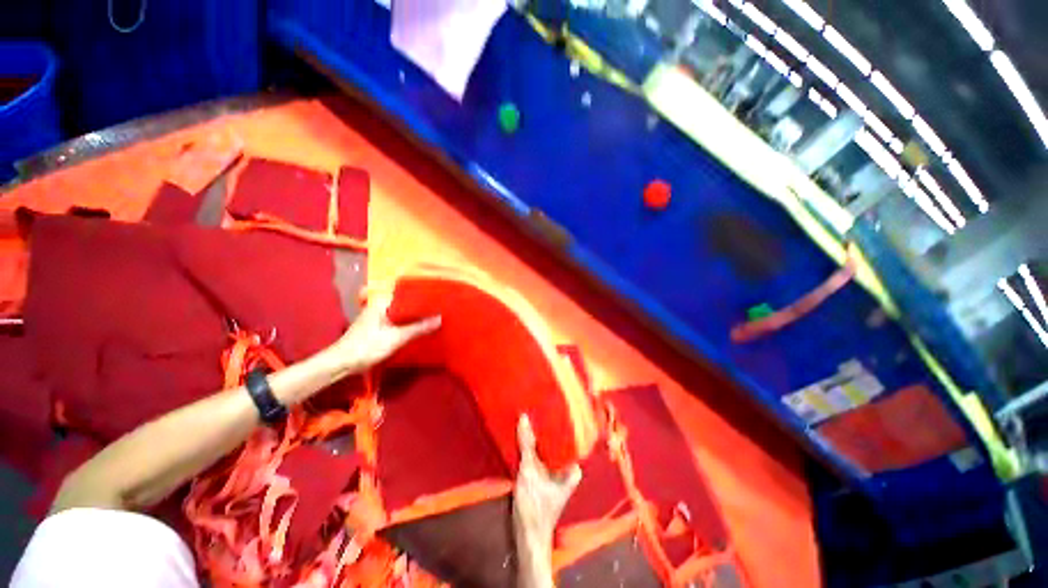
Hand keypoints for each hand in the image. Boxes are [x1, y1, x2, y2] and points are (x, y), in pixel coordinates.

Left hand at [324, 294, 440, 374]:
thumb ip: (418, 328)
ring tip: (432, 314)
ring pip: (401, 312)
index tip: (435, 293)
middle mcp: (379, 307)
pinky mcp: (378, 328)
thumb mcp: (396, 337)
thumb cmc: (368, 346)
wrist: (342, 364)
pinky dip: (407, 322)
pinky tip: (418, 326)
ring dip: (414, 314)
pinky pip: (397, 321)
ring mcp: (377, 318)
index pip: (404, 292)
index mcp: (381, 303)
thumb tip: (440, 319)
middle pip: (403, 302)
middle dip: (419, 304)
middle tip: (437, 304)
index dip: (419, 292)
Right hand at [513, 415, 581, 548]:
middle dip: (546, 431)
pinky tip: (525, 439)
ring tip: (530, 420)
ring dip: (538, 440)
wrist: (528, 538)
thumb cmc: (535, 507)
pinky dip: (533, 450)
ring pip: (547, 451)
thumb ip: (526, 445)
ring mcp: (556, 475)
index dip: (558, 424)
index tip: (549, 408)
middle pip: (557, 444)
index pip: (568, 438)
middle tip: (537, 411)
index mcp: (572, 468)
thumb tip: (524, 418)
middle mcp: (567, 470)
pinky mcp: (544, 479)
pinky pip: (540, 457)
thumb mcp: (529, 473)